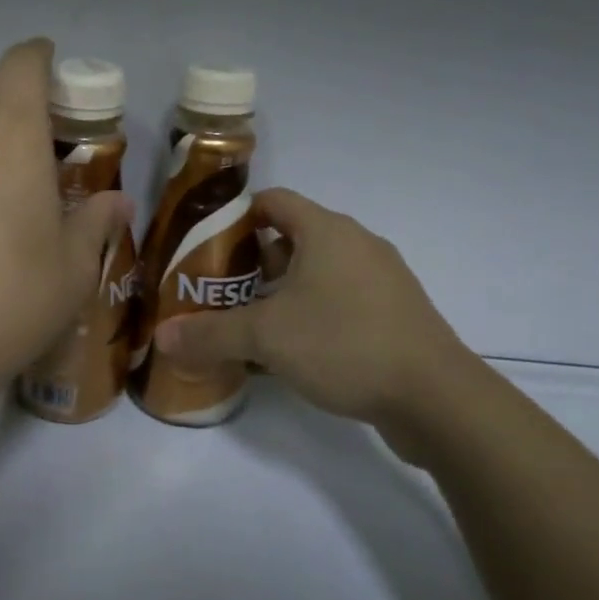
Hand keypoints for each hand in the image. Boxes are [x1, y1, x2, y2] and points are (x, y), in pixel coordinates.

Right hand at [154, 188, 478, 452]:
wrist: (437, 398)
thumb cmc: (344, 344)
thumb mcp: (265, 337)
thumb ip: (209, 334)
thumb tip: (161, 337)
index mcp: (326, 231)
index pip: (273, 201)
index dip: (236, 216)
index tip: (205, 244)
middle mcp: (356, 244)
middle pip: (292, 237)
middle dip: (252, 261)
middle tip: (218, 290)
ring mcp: (381, 279)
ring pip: (317, 271)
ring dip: (282, 290)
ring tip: (250, 322)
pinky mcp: (395, 314)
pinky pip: (341, 299)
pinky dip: (312, 312)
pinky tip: (293, 350)